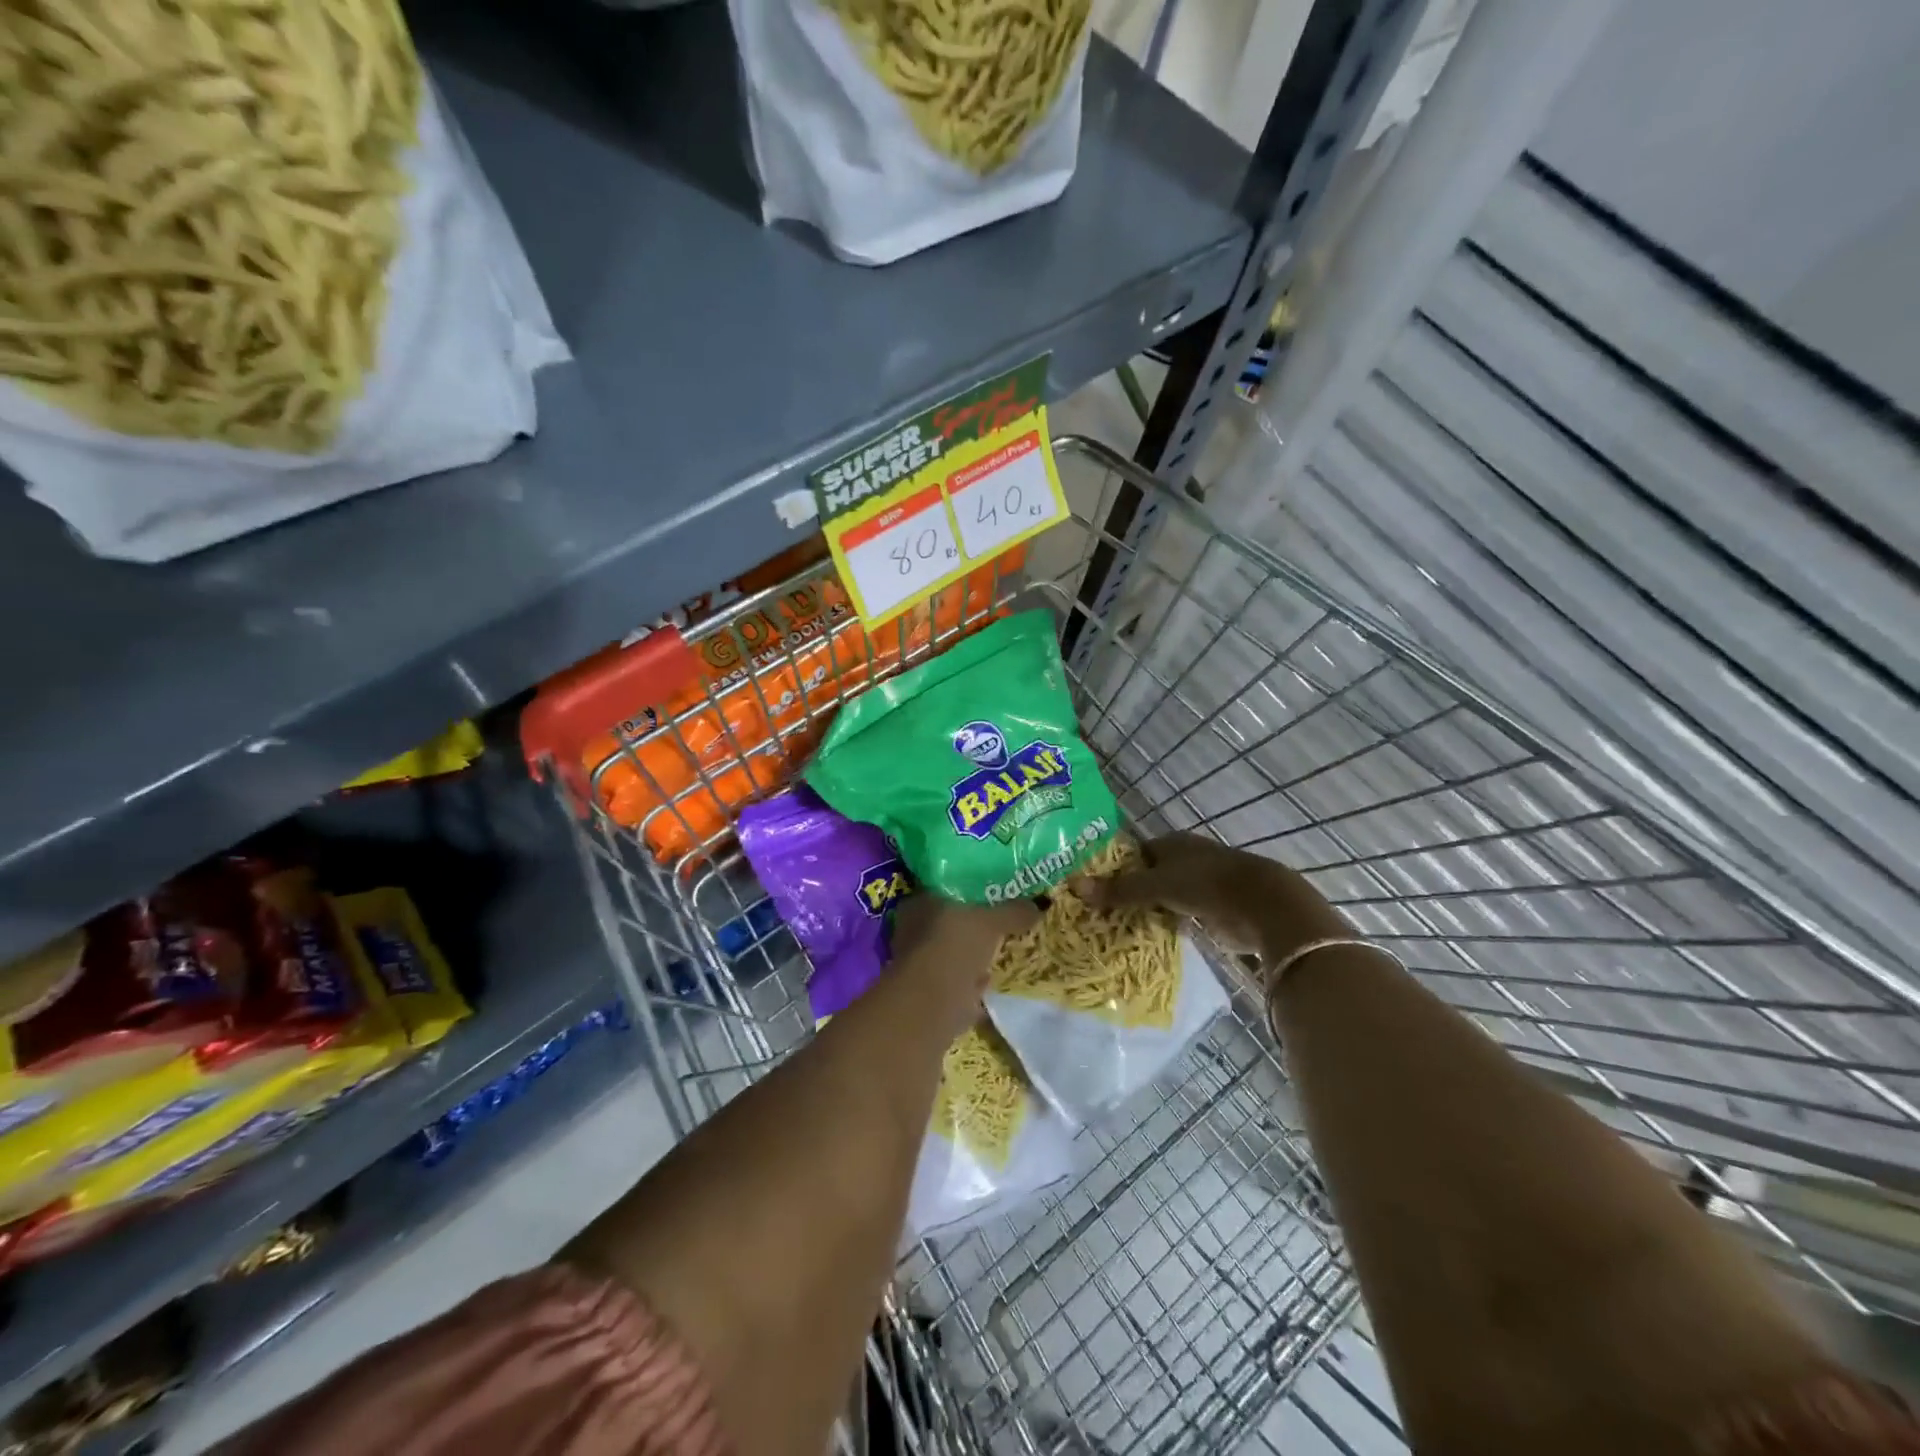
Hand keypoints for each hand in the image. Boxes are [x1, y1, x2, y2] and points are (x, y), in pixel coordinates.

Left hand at [890, 895, 1039, 1034]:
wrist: (930, 1009)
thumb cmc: (953, 949)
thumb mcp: (990, 923)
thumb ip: (1012, 912)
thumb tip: (1037, 905)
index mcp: (919, 903)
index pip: (945, 889)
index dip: (970, 891)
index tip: (996, 895)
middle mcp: (911, 931)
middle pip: (949, 923)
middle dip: (973, 927)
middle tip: (1003, 925)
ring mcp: (917, 966)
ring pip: (952, 954)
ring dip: (972, 957)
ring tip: (1001, 953)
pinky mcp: (927, 997)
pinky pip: (956, 983)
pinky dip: (971, 984)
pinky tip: (991, 983)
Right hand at [1071, 833, 1349, 963]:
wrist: (1261, 905)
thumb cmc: (1205, 883)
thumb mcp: (1156, 885)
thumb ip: (1119, 889)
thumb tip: (1074, 886)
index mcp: (1171, 843)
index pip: (1134, 853)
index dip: (1114, 868)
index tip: (1092, 887)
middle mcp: (1185, 859)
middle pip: (1148, 874)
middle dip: (1128, 891)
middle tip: (1098, 912)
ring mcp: (1201, 884)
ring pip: (1164, 896)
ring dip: (1147, 909)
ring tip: (1115, 927)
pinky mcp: (1213, 909)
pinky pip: (1179, 915)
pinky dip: (1166, 923)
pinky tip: (1147, 936)